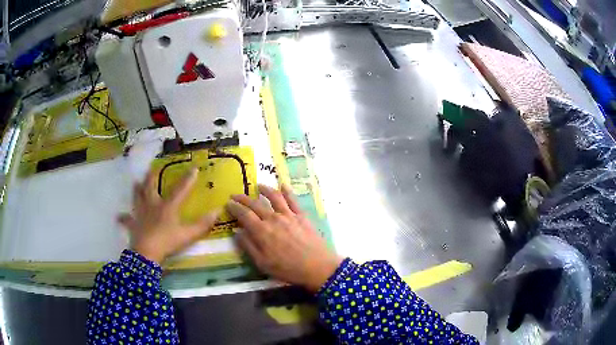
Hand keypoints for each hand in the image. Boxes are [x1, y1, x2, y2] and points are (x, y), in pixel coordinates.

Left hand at [119, 168, 220, 263]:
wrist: (147, 253)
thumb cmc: (167, 242)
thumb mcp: (188, 235)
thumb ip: (203, 224)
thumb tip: (217, 211)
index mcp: (167, 206)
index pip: (180, 189)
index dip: (188, 179)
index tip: (194, 167)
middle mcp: (152, 205)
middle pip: (150, 187)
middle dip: (152, 177)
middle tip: (152, 169)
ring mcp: (140, 214)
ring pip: (137, 197)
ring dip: (136, 190)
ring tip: (135, 182)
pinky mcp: (133, 224)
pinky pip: (127, 220)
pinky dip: (123, 218)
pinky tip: (119, 217)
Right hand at [227, 184, 342, 291]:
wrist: (317, 267)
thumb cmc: (288, 269)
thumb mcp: (263, 264)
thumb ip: (248, 247)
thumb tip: (237, 232)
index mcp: (261, 231)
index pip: (244, 215)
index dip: (235, 208)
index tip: (228, 203)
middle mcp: (273, 219)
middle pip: (255, 204)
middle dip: (243, 198)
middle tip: (235, 195)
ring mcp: (289, 215)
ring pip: (274, 197)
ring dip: (265, 190)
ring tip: (259, 186)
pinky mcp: (302, 216)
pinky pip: (293, 200)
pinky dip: (287, 191)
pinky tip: (283, 186)